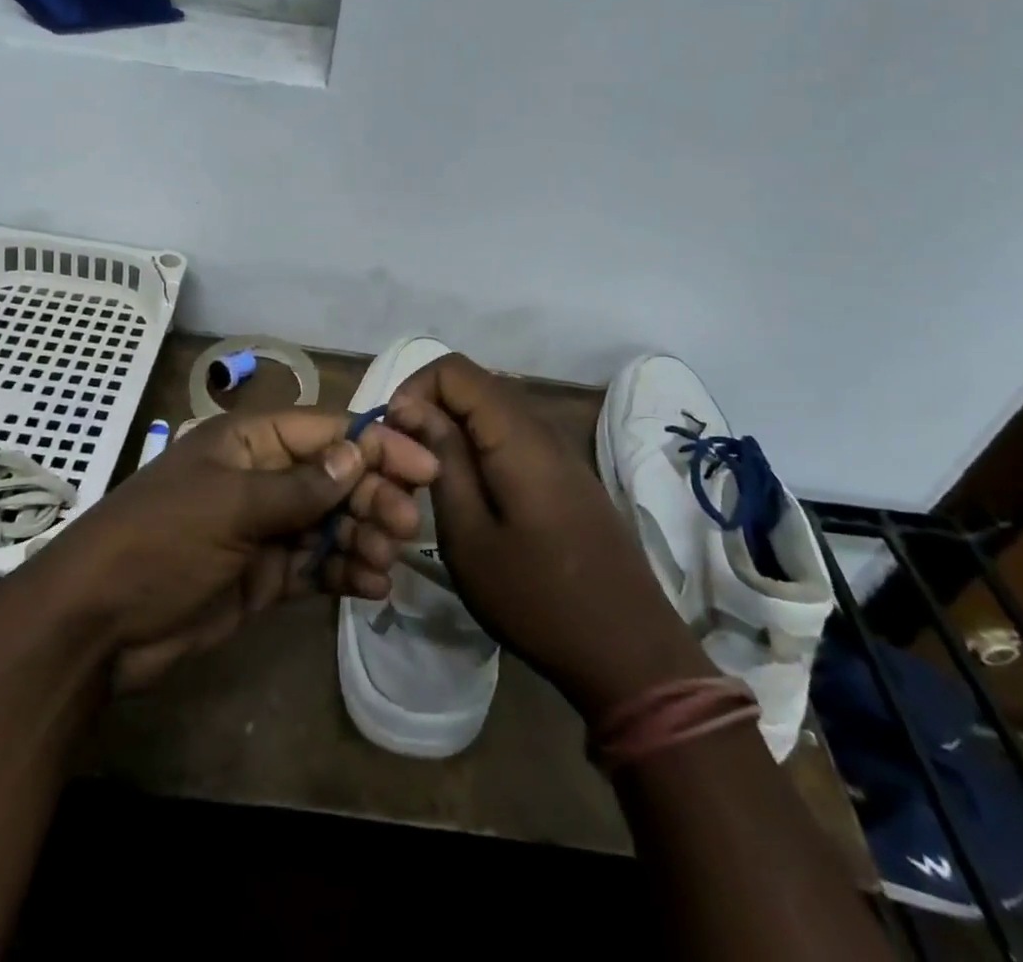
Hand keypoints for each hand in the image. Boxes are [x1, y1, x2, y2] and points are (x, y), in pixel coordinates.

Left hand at [39, 408, 437, 690]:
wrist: (96, 626)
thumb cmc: (160, 543)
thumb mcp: (229, 507)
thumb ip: (299, 487)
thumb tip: (357, 455)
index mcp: (248, 443)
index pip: (325, 433)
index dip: (375, 446)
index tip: (422, 467)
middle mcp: (261, 478)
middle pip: (334, 478)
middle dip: (372, 497)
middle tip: (406, 527)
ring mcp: (263, 528)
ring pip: (330, 523)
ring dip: (363, 538)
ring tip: (385, 562)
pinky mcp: (264, 575)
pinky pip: (315, 565)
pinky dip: (343, 573)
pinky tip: (371, 588)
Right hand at [387, 354, 710, 718]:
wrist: (630, 653)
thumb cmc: (537, 599)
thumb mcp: (469, 537)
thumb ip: (442, 461)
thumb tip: (412, 407)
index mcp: (517, 435)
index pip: (454, 369)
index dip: (414, 389)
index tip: (392, 436)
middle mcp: (542, 428)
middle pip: (475, 385)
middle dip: (429, 408)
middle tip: (404, 460)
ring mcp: (560, 451)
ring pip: (492, 410)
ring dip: (453, 429)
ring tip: (428, 478)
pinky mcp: (567, 475)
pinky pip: (513, 436)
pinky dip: (480, 447)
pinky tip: (469, 493)